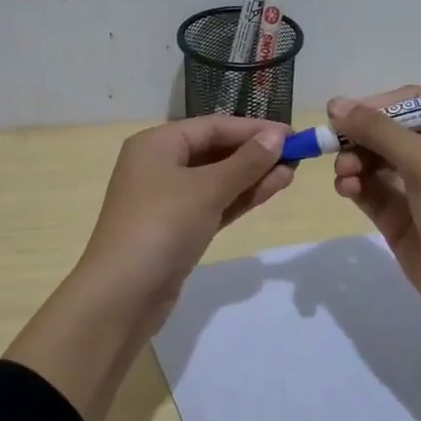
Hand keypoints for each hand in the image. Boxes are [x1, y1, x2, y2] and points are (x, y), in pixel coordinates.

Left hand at [6, 115, 291, 420]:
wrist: (123, 294)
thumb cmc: (162, 226)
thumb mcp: (206, 189)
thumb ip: (245, 163)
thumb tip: (276, 137)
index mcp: (156, 143)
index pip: (213, 127)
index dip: (253, 129)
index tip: (293, 135)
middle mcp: (159, 165)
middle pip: (214, 150)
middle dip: (254, 153)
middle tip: (297, 156)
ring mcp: (166, 199)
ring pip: (217, 179)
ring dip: (252, 176)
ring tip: (291, 173)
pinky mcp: (176, 228)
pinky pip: (213, 204)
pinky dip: (239, 198)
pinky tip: (271, 190)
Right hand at [329, 88, 420, 343]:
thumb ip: (380, 131)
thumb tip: (335, 104)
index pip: (408, 103)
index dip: (374, 105)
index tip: (341, 115)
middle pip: (384, 131)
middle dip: (358, 137)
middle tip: (333, 146)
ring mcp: (414, 188)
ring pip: (370, 159)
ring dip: (352, 161)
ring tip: (345, 175)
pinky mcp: (396, 216)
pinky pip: (367, 188)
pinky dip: (352, 184)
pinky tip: (346, 189)